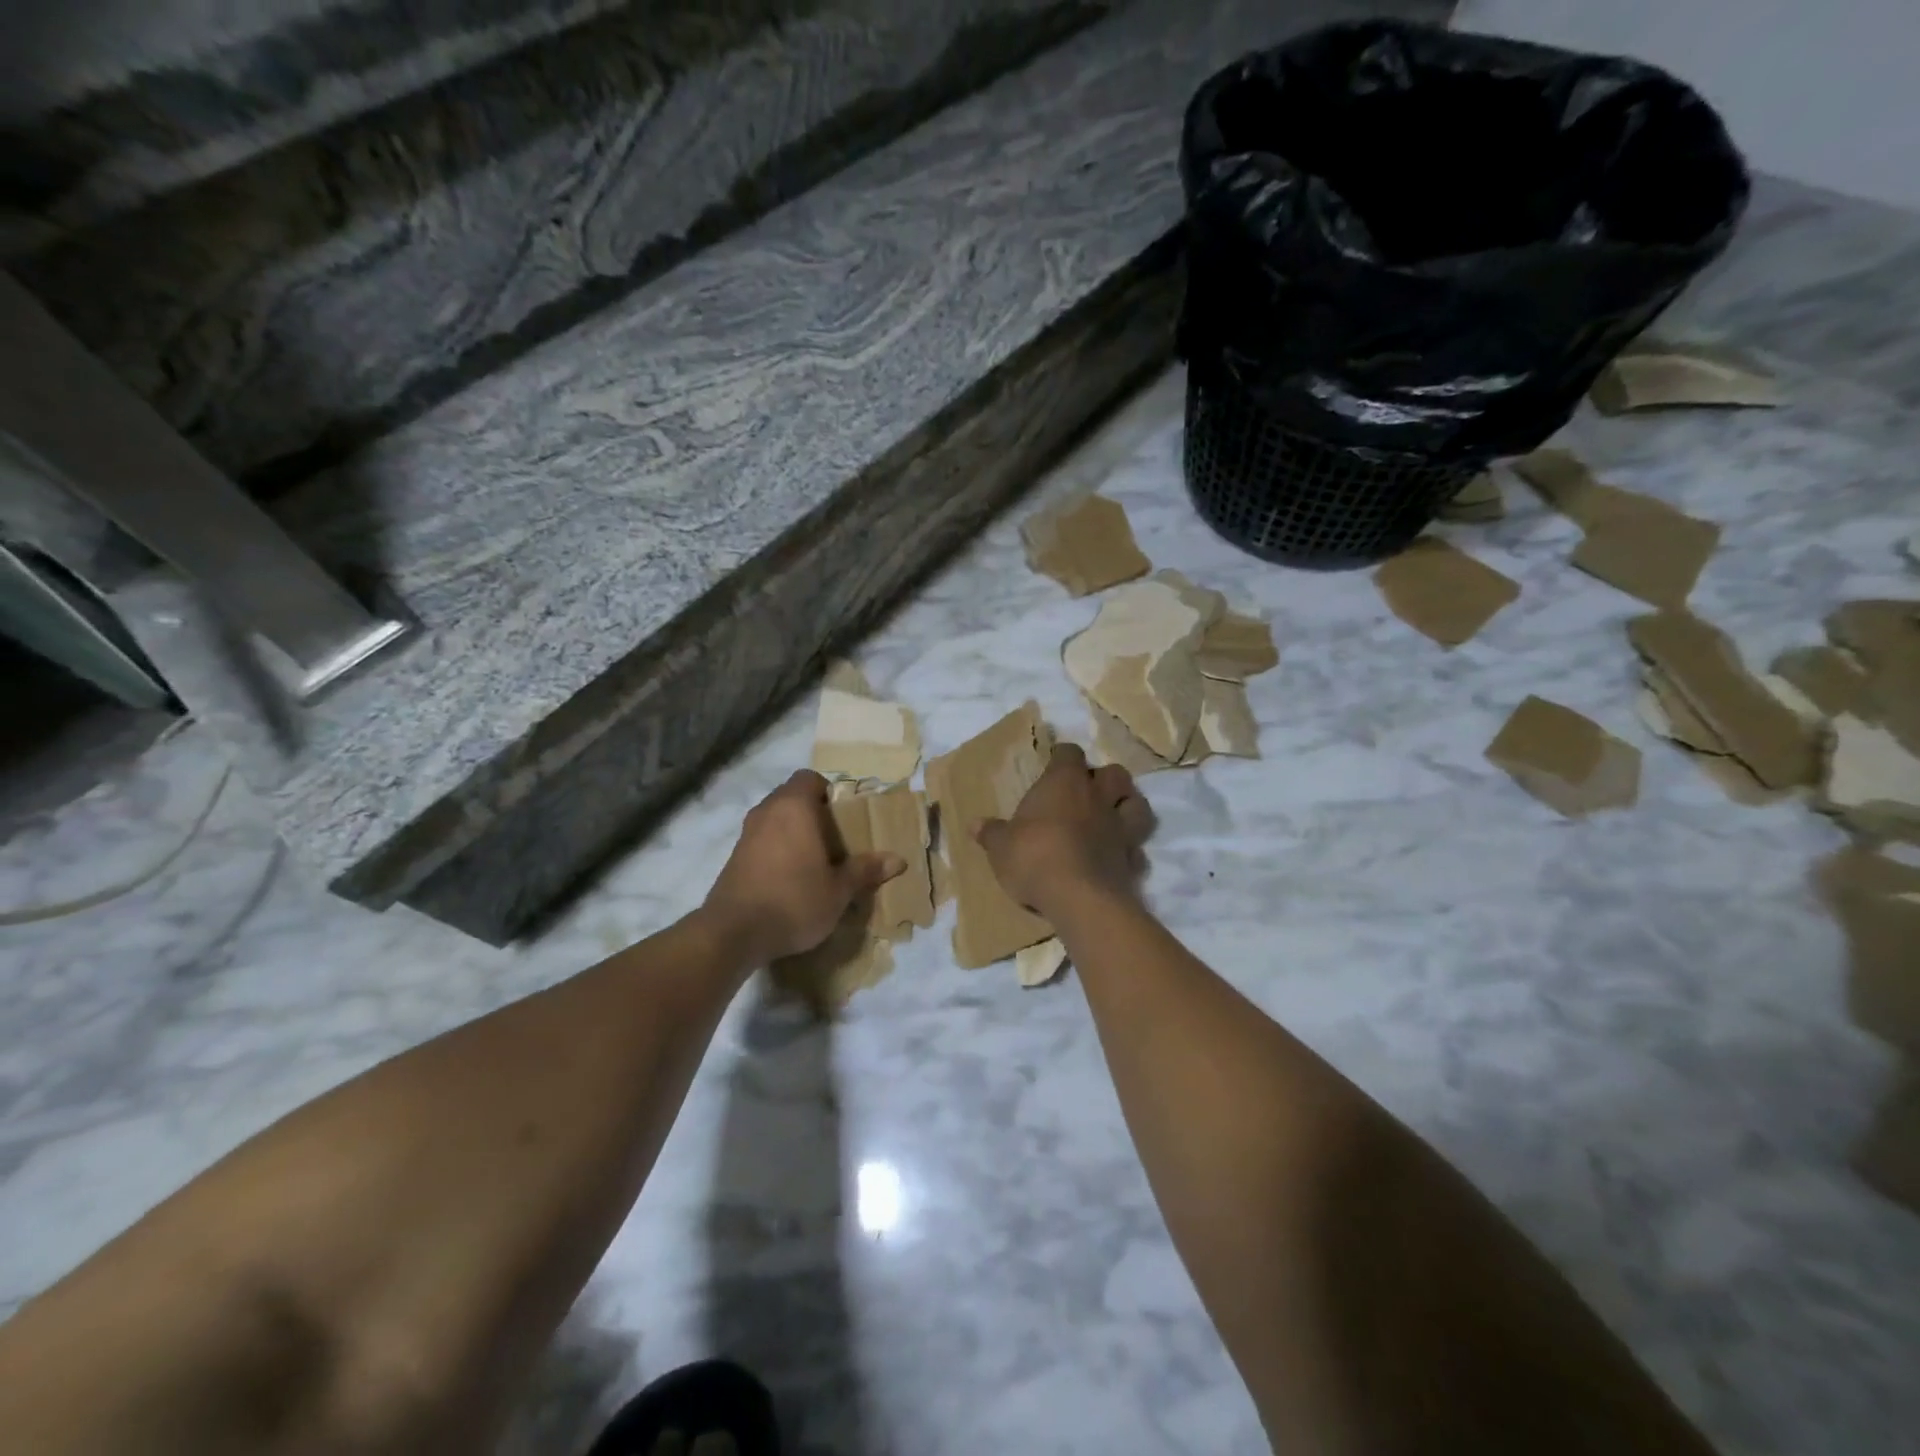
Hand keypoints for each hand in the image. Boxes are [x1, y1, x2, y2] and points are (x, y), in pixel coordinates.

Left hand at [703, 771, 905, 964]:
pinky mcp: (733, 858)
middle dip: (812, 813)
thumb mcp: (838, 890)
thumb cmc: (794, 900)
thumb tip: (898, 860)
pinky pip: (761, 841)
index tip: (842, 816)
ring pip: (774, 820)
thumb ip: (865, 871)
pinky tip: (789, 879)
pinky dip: (776, 850)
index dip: (827, 791)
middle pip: (791, 797)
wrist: (733, 933)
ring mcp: (746, 834)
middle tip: (835, 840)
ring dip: (792, 832)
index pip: (809, 778)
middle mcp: (767, 811)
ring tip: (814, 861)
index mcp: (794, 807)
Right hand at [974, 743, 1152, 916]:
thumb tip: (974, 824)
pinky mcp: (1131, 858)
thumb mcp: (1001, 846)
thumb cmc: (1033, 857)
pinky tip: (1118, 857)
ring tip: (1113, 815)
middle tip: (1087, 791)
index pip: (1069, 753)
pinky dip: (1130, 850)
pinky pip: (1136, 848)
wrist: (1078, 897)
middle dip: (1103, 778)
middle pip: (1114, 772)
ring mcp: (1119, 827)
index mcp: (1064, 783)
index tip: (1054, 765)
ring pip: (1137, 804)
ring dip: (1128, 805)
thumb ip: (991, 833)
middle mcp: (1097, 797)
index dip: (1062, 757)